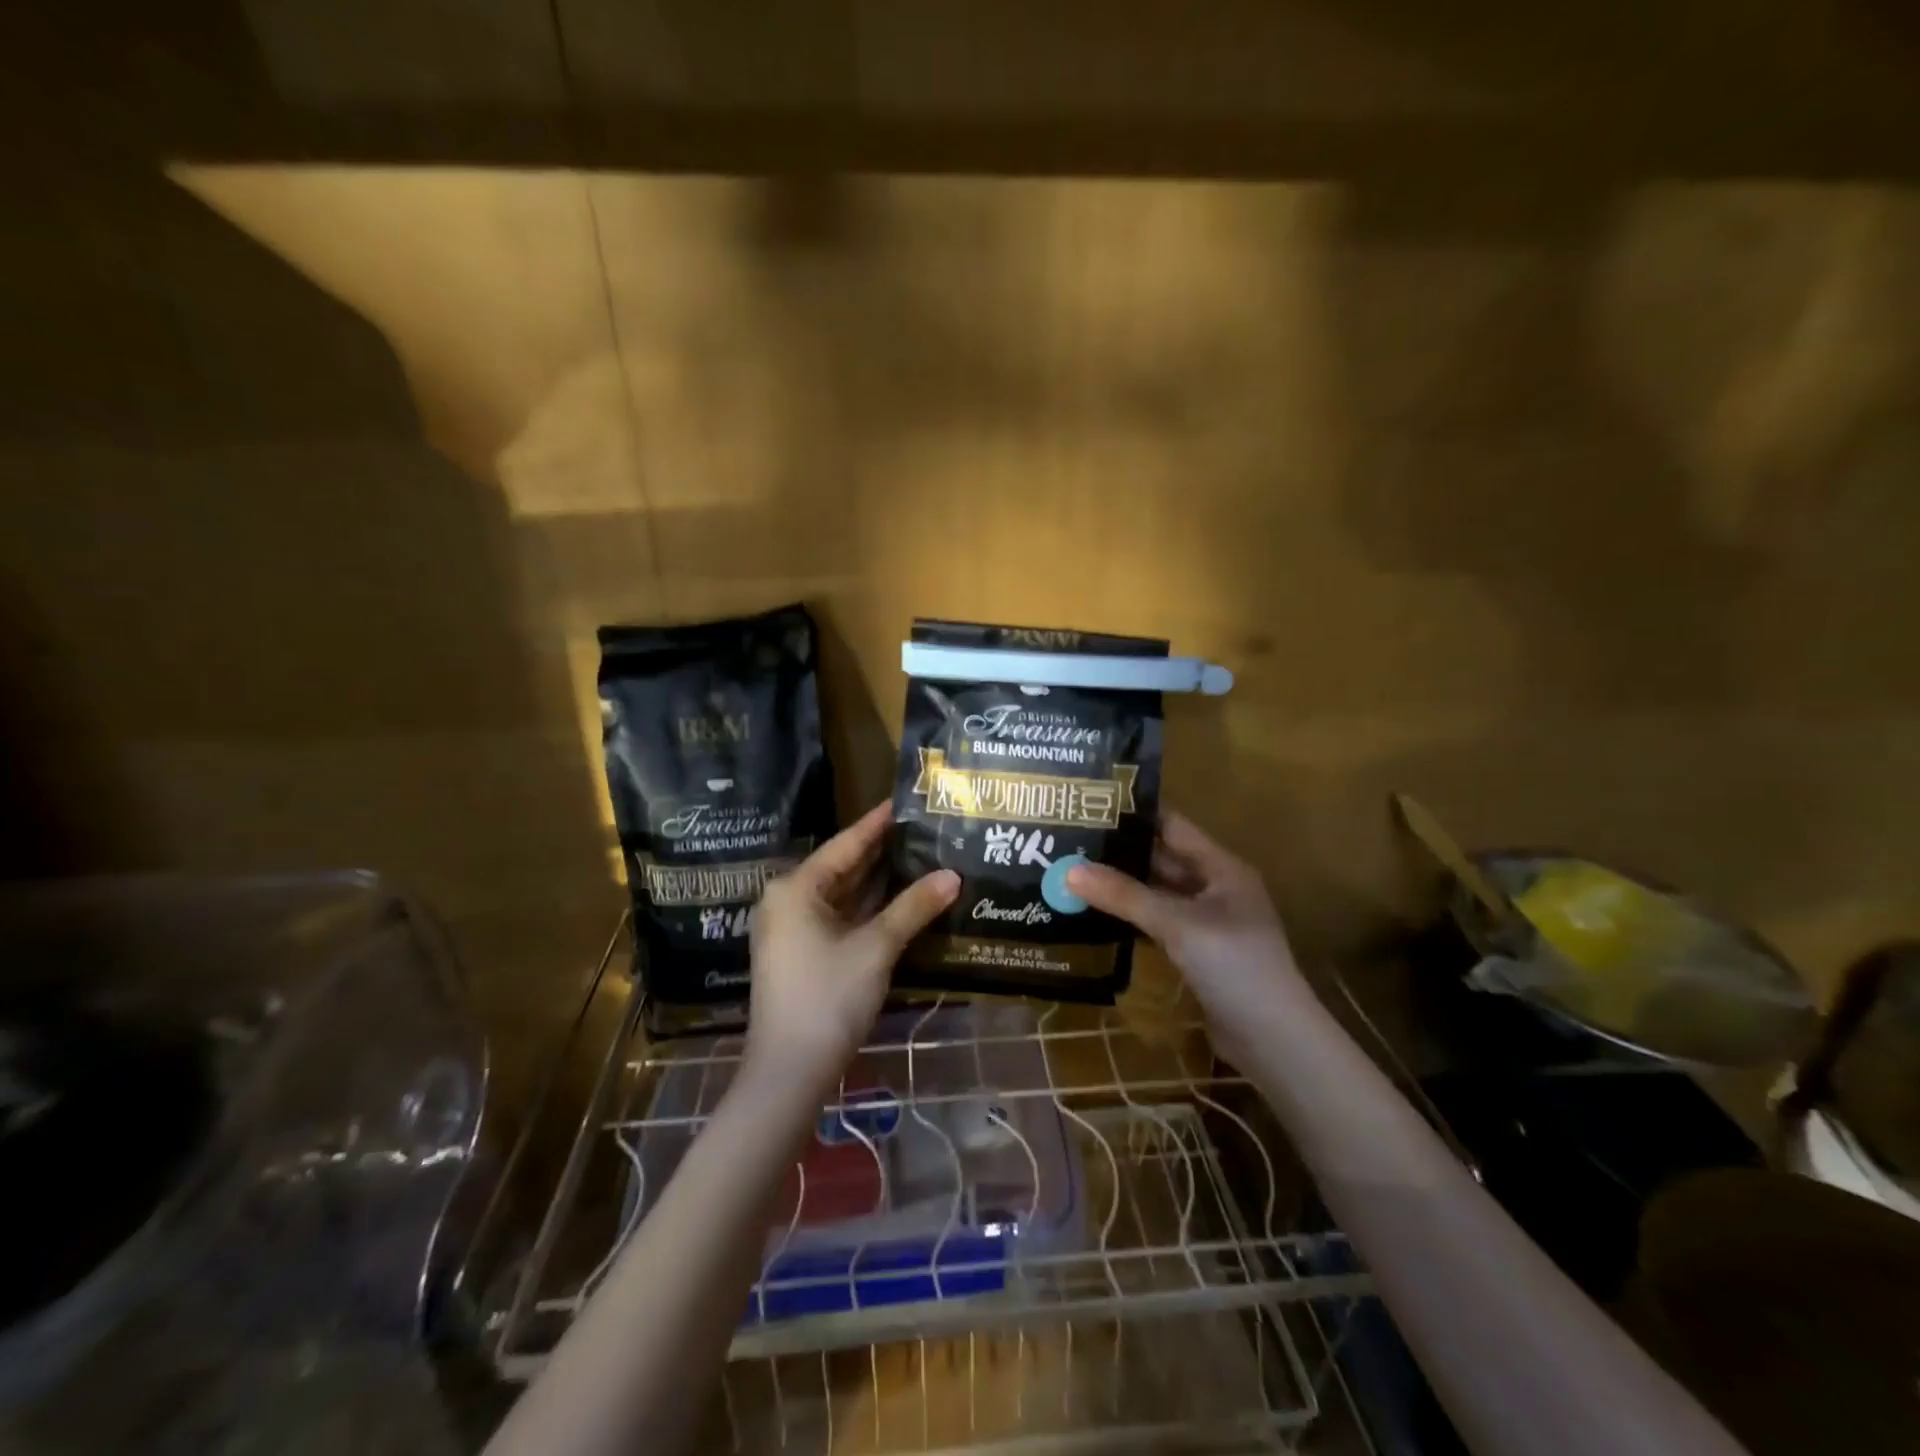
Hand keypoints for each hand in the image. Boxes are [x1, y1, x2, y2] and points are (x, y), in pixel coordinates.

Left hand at [745, 803, 958, 1097]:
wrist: (789, 1072)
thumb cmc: (828, 998)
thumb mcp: (875, 948)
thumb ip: (913, 907)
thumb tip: (953, 875)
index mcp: (796, 888)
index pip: (846, 844)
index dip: (879, 823)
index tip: (907, 801)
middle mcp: (788, 901)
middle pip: (843, 867)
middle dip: (883, 852)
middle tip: (924, 829)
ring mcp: (793, 930)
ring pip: (843, 895)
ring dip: (879, 883)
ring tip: (921, 857)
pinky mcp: (802, 954)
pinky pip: (840, 918)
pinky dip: (869, 909)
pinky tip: (901, 901)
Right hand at [1067, 811, 1307, 1065]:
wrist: (1274, 1041)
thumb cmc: (1234, 966)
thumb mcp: (1178, 925)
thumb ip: (1125, 896)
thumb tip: (1070, 870)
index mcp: (1221, 868)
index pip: (1172, 826)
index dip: (1135, 814)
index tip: (1089, 805)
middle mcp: (1215, 888)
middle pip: (1162, 859)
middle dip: (1120, 852)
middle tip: (1070, 841)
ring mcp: (1207, 922)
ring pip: (1158, 893)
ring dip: (1122, 887)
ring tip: (1073, 873)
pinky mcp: (1197, 953)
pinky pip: (1158, 924)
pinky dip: (1131, 917)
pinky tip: (1096, 915)